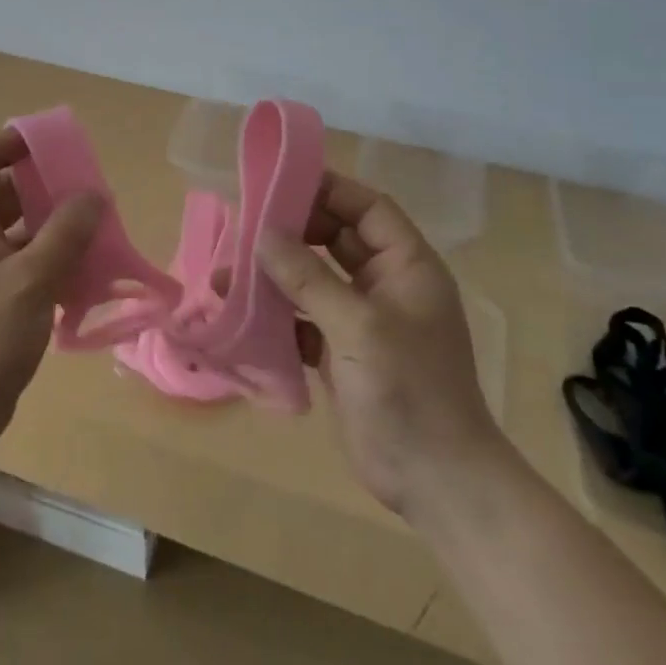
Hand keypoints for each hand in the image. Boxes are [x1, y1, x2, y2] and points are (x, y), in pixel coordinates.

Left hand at [0, 129, 103, 445]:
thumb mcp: (31, 279)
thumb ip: (66, 234)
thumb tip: (94, 195)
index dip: (15, 143)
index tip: (57, 143)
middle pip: (8, 195)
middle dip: (49, 189)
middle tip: (92, 192)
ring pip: (22, 232)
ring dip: (57, 229)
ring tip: (99, 231)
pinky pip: (27, 264)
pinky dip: (54, 262)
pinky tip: (87, 273)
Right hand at [258, 172, 495, 515]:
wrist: (436, 481)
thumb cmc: (409, 391)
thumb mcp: (359, 327)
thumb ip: (309, 277)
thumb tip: (262, 234)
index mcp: (407, 267)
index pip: (367, 208)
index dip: (328, 190)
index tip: (279, 183)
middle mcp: (385, 285)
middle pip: (336, 239)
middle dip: (292, 231)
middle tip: (244, 226)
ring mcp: (362, 320)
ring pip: (314, 279)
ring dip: (276, 275)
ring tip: (229, 273)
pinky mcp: (342, 353)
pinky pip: (304, 318)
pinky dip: (277, 314)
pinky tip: (242, 315)